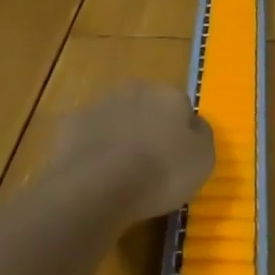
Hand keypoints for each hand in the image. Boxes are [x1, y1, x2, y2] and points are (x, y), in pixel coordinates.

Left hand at [53, 83, 215, 222]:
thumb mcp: (203, 159)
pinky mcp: (71, 123)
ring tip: (120, 173)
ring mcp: (100, 103)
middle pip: (147, 107)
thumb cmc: (160, 172)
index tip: (177, 160)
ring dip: (119, 136)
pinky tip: (94, 174)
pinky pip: (88, 134)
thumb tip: (193, 124)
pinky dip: (92, 149)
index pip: (181, 107)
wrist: (98, 185)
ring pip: (116, 117)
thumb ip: (201, 135)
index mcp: (169, 94)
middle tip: (149, 164)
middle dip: (148, 128)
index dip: (180, 133)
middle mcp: (135, 89)